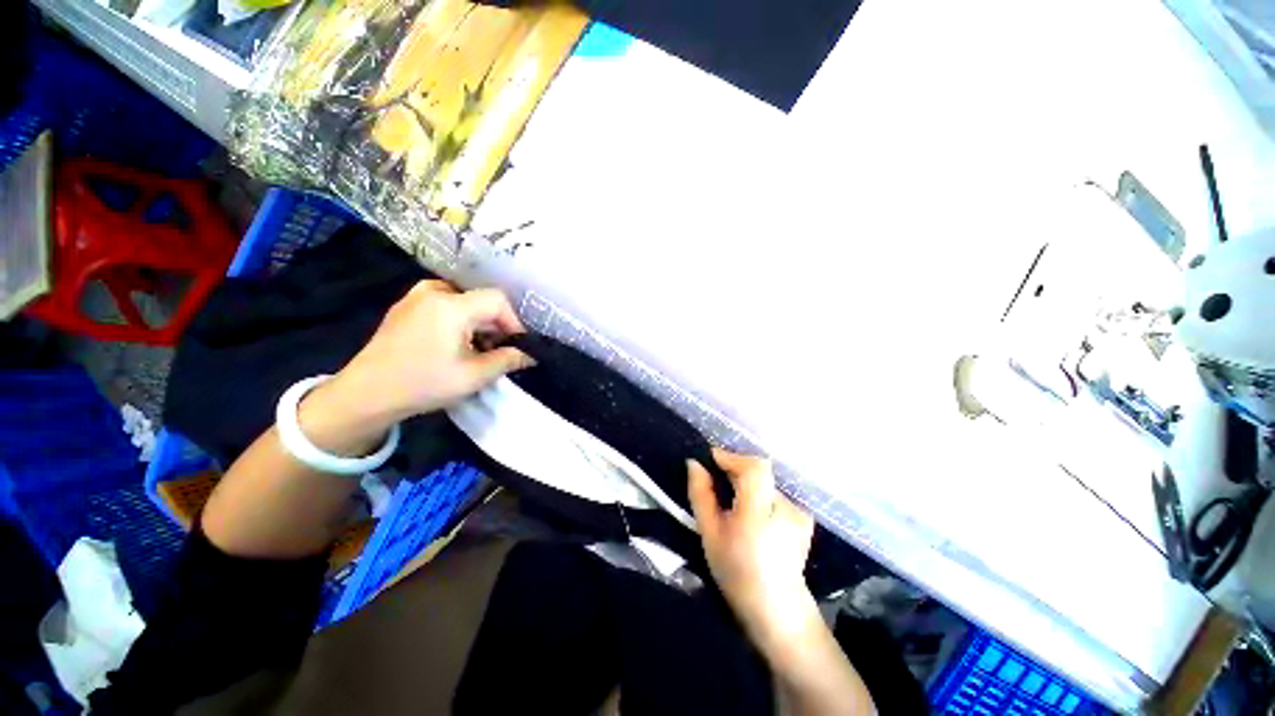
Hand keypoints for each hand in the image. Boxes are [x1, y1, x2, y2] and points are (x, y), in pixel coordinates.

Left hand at [298, 281, 530, 454]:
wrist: (364, 395)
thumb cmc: (423, 384)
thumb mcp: (473, 376)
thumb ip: (508, 360)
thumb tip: (531, 355)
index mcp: (450, 305)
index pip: (498, 300)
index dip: (513, 322)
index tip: (516, 346)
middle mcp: (433, 292)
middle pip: (480, 300)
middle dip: (496, 326)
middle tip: (498, 352)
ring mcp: (415, 297)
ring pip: (464, 301)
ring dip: (478, 323)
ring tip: (478, 349)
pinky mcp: (406, 307)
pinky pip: (445, 304)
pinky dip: (459, 320)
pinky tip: (455, 343)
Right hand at [687, 449, 817, 646]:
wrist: (776, 609)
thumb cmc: (735, 572)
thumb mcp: (709, 534)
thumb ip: (701, 495)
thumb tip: (694, 463)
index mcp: (759, 515)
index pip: (753, 468)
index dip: (732, 457)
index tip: (712, 458)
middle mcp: (786, 508)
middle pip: (760, 470)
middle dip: (736, 469)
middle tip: (717, 479)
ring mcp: (799, 513)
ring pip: (766, 482)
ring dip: (748, 482)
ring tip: (733, 501)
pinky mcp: (804, 517)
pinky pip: (775, 493)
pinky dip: (760, 494)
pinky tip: (752, 514)